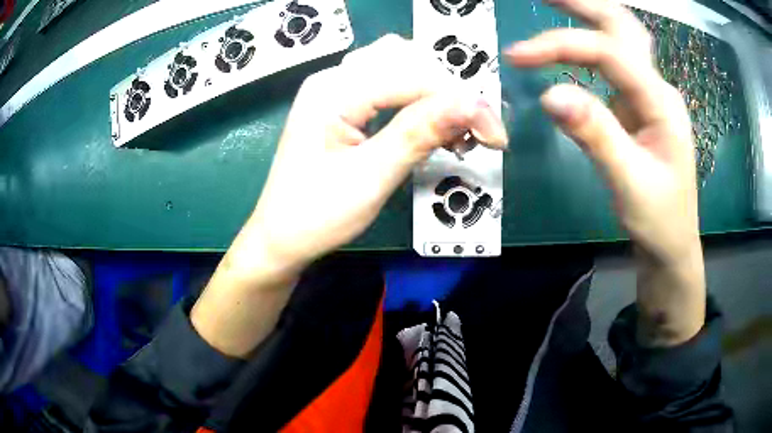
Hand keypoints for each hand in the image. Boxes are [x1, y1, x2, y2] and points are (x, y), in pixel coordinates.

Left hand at [248, 34, 506, 271]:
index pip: (412, 76)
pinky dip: (418, 98)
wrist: (281, 238)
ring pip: (401, 66)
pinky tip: (432, 123)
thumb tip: (473, 104)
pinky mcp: (341, 103)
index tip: (496, 136)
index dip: (461, 100)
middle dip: (450, 91)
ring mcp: (335, 88)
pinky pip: (388, 83)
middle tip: (477, 132)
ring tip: (455, 129)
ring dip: (436, 91)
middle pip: (408, 60)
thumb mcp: (372, 177)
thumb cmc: (317, 216)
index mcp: (332, 91)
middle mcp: (333, 78)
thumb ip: (421, 133)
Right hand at [506, 0, 704, 345]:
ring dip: (591, 15)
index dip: (562, 46)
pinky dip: (593, 43)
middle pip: (623, 27)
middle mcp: (658, 88)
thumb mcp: (629, 183)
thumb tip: (550, 94)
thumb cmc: (659, 219)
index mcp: (661, 103)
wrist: (673, 243)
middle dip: (584, 5)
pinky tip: (575, 41)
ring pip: (623, 38)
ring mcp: (650, 95)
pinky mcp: (640, 107)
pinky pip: (617, 62)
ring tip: (556, 4)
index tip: (517, 57)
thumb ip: (595, 135)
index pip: (609, 53)